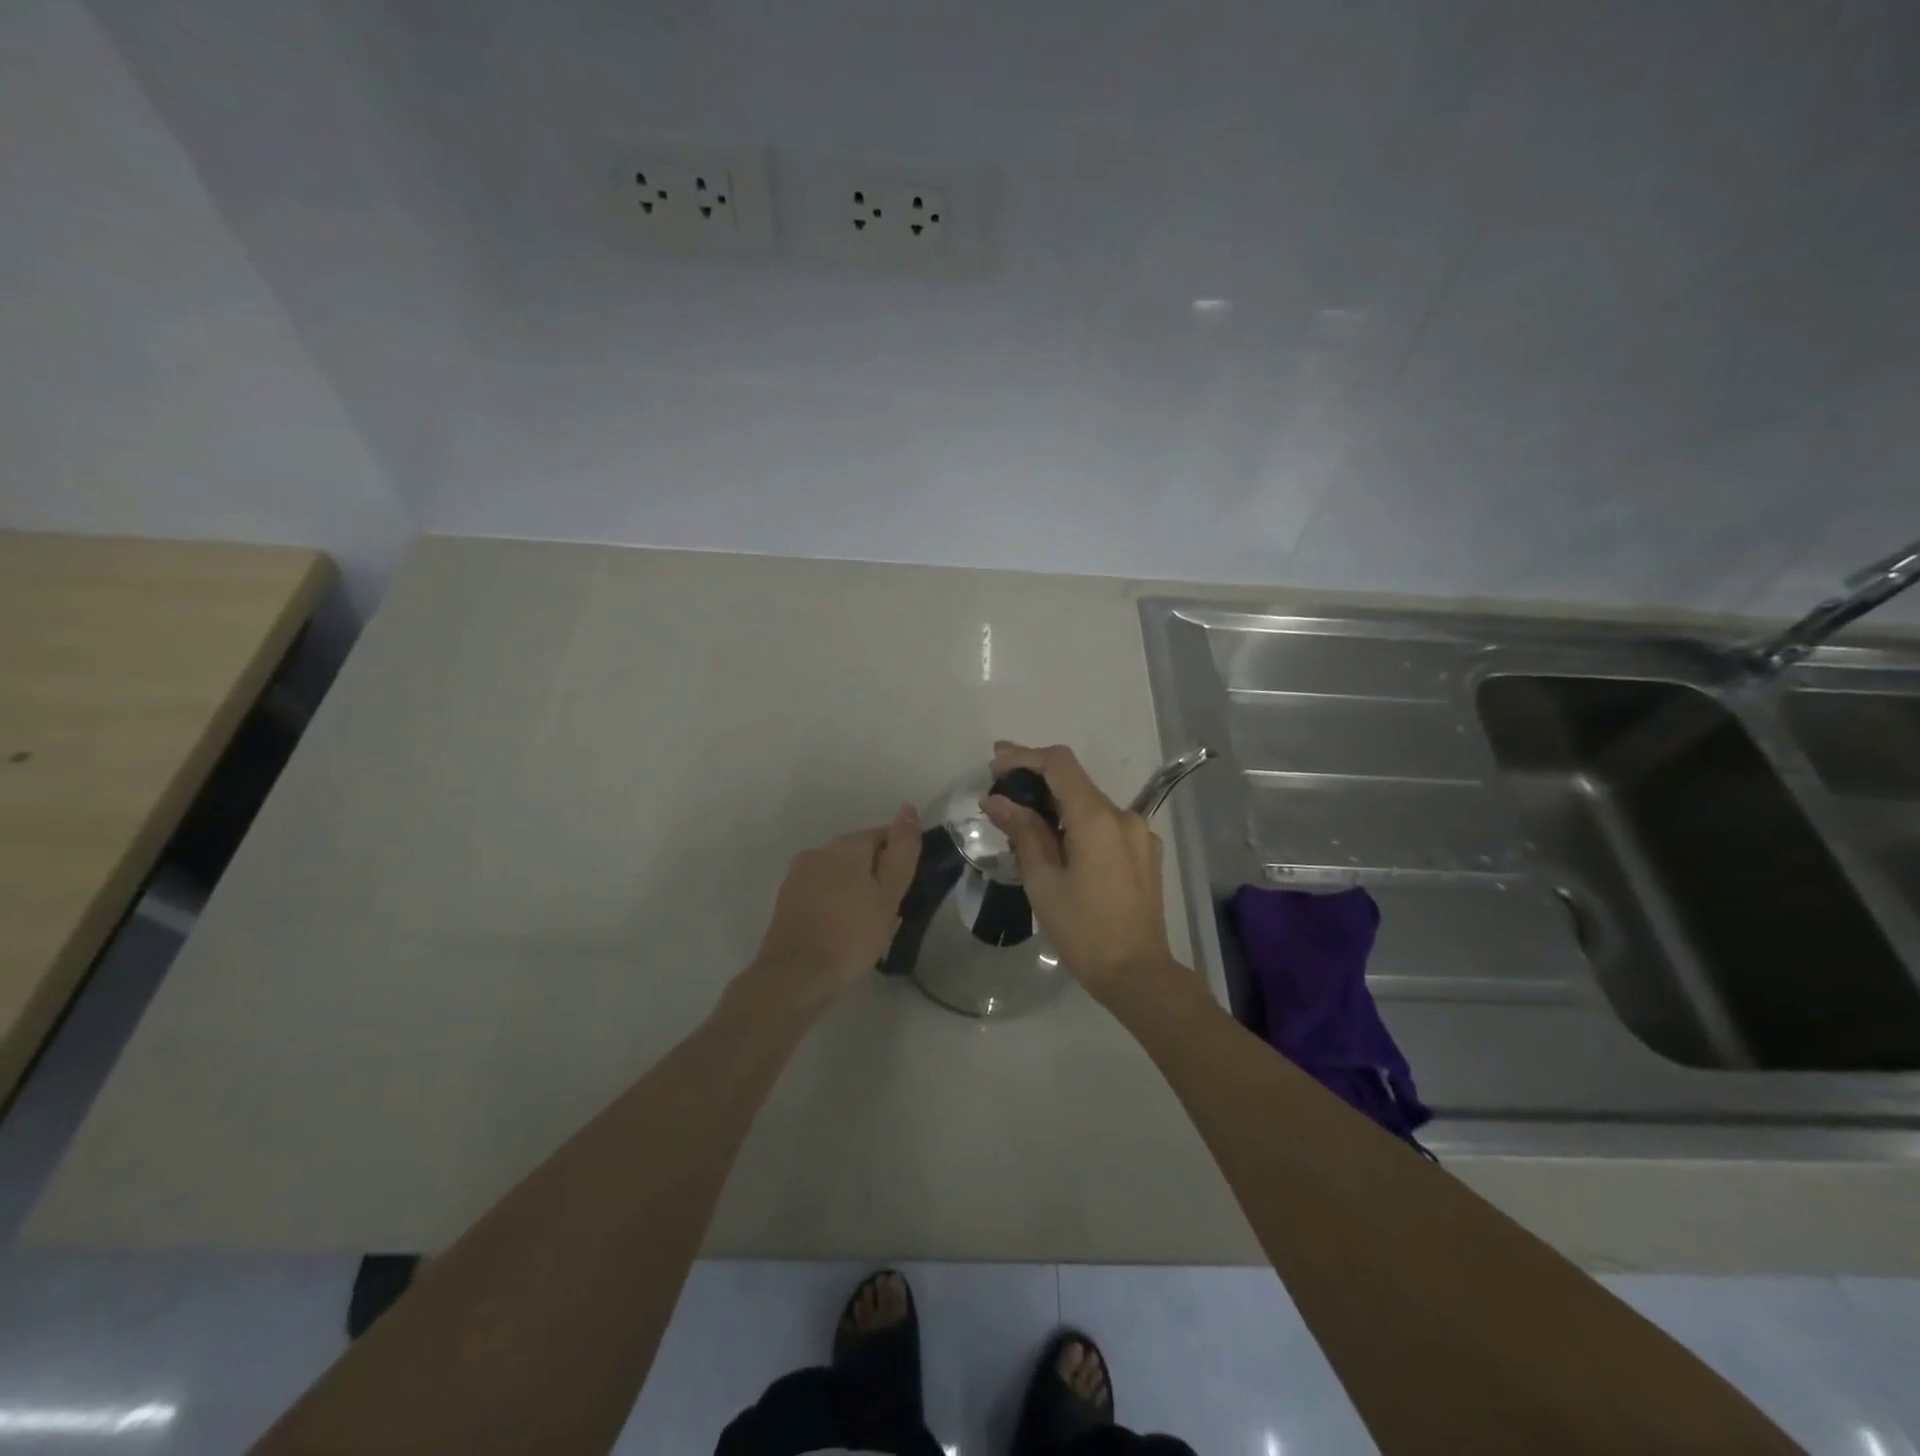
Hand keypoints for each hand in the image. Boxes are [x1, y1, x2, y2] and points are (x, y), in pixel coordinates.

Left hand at [746, 804, 921, 1003]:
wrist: (796, 975)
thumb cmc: (852, 935)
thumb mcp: (889, 894)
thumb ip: (902, 850)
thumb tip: (908, 808)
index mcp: (846, 845)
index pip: (883, 835)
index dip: (899, 859)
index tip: (904, 889)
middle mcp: (819, 850)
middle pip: (858, 852)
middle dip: (875, 873)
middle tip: (888, 909)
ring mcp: (798, 873)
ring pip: (838, 871)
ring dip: (853, 887)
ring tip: (865, 921)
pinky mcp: (786, 897)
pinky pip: (820, 889)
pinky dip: (834, 900)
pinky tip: (841, 927)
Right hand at [982, 742, 1176, 996]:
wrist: (1138, 974)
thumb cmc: (1083, 930)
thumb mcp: (1043, 881)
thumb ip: (1022, 832)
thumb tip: (996, 800)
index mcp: (1097, 818)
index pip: (1059, 764)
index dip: (1024, 756)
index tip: (995, 763)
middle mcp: (1123, 815)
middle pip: (1075, 781)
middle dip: (1036, 780)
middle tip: (1000, 791)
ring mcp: (1139, 833)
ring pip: (1090, 804)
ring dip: (1056, 804)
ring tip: (1022, 822)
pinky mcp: (1145, 853)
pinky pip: (1106, 825)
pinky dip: (1079, 823)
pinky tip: (1059, 846)